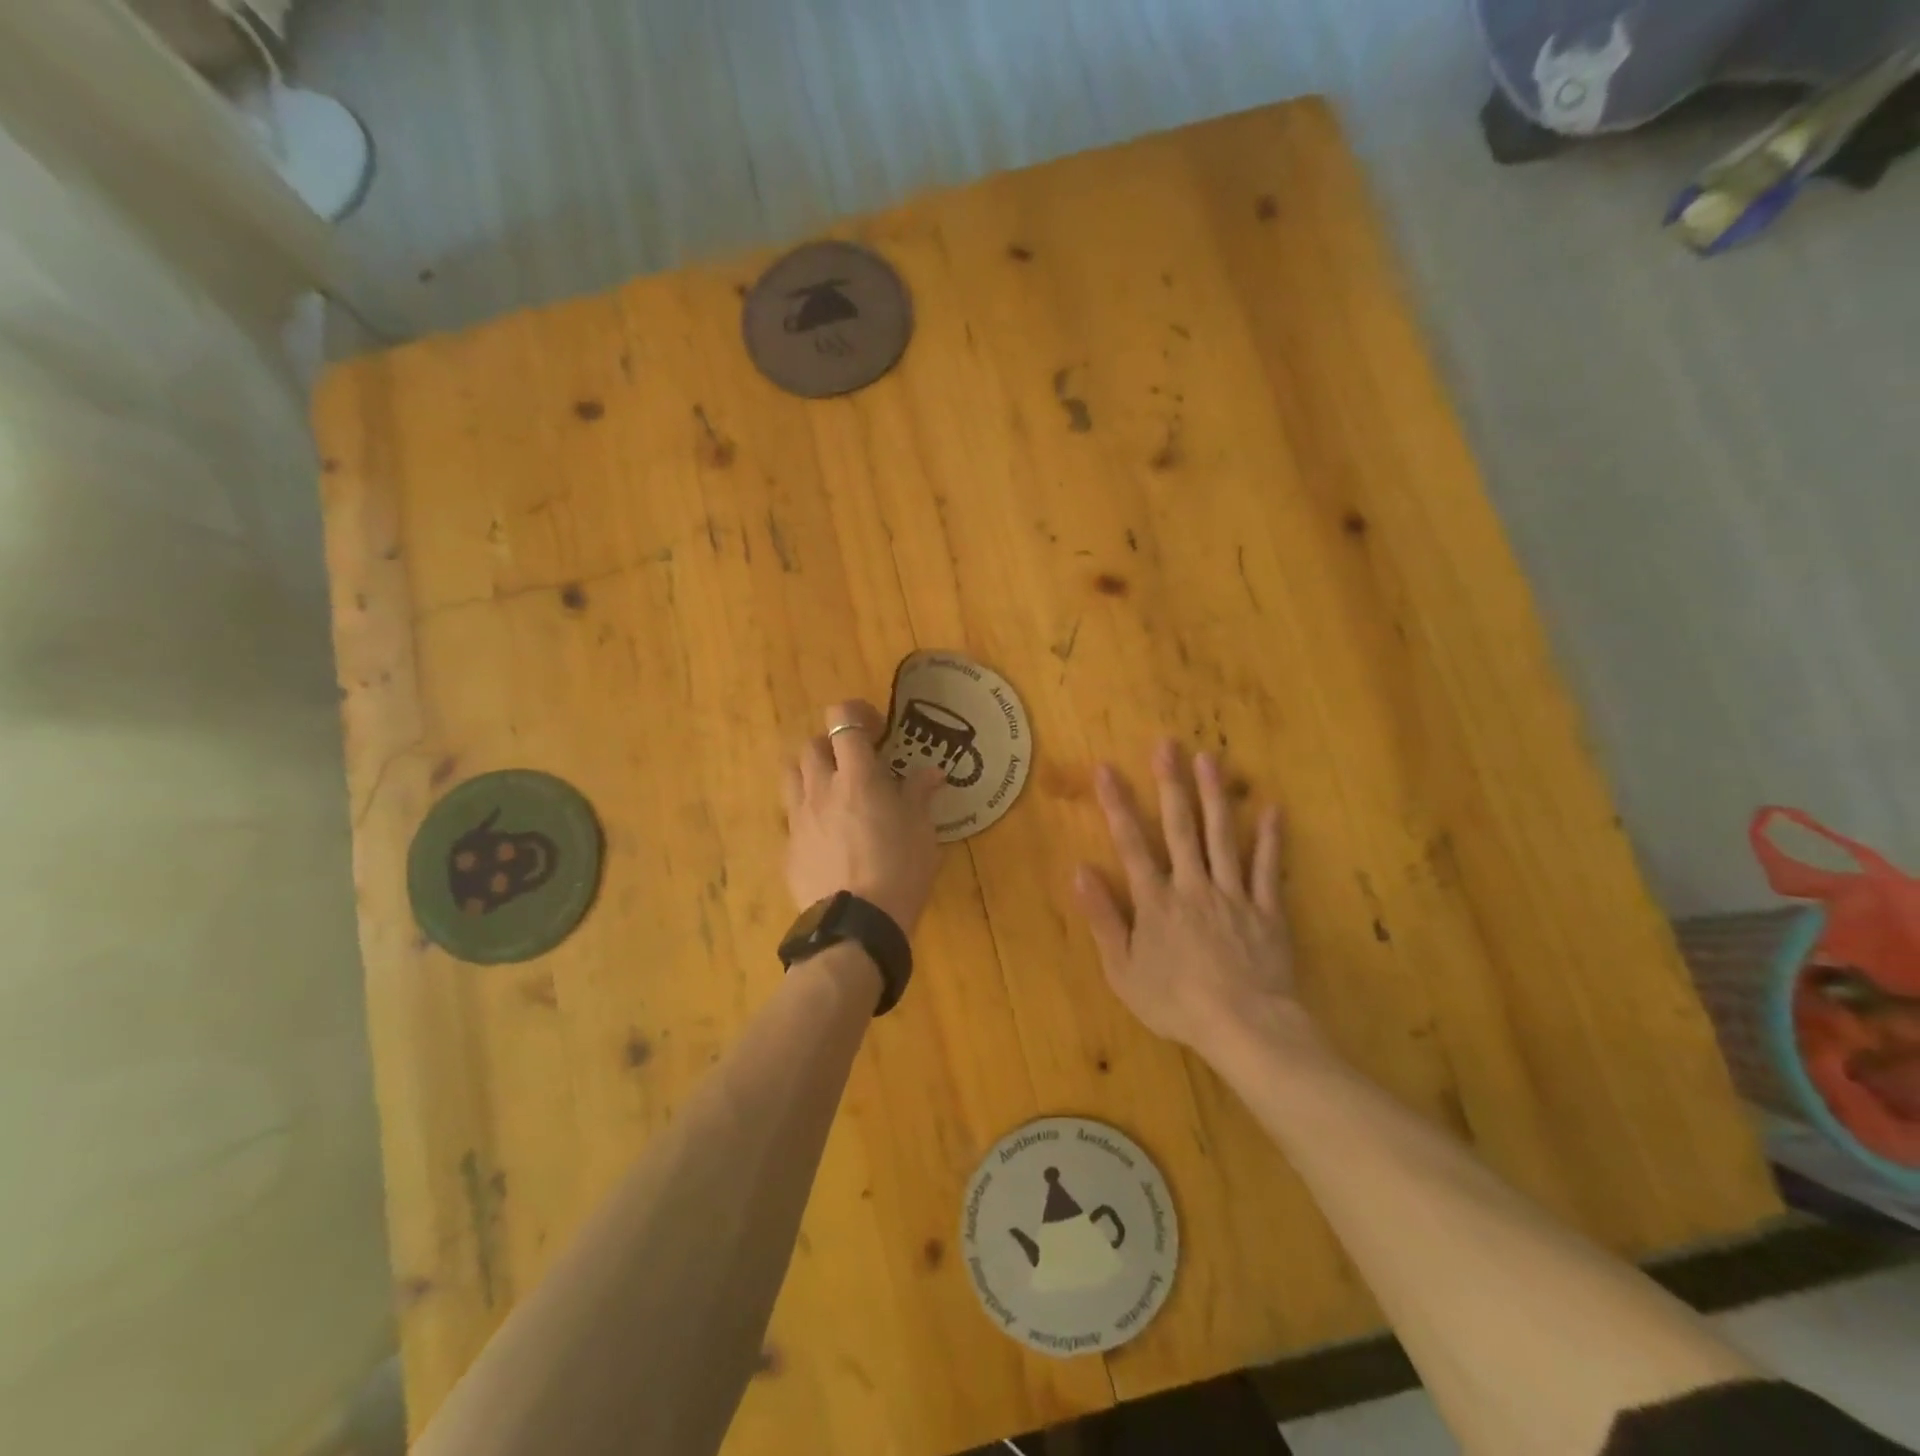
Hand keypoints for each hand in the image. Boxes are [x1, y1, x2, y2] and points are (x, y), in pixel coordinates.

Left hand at [782, 700, 944, 932]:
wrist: (857, 925)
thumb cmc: (900, 871)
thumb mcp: (922, 831)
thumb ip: (920, 795)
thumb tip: (931, 773)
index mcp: (857, 777)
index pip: (842, 720)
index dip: (856, 714)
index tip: (876, 729)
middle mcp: (821, 789)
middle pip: (811, 745)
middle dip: (833, 745)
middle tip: (856, 763)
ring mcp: (799, 819)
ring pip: (792, 774)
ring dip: (811, 772)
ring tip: (833, 790)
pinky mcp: (788, 848)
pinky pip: (792, 816)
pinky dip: (808, 812)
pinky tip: (827, 835)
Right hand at [1073, 740, 1314, 1061]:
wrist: (1244, 1028)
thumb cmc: (1176, 1003)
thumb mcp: (1123, 970)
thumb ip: (1103, 918)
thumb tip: (1080, 870)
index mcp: (1156, 901)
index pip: (1131, 843)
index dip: (1117, 804)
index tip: (1106, 769)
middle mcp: (1192, 886)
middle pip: (1180, 827)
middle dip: (1170, 784)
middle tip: (1167, 745)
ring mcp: (1233, 894)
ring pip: (1223, 836)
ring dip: (1215, 795)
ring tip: (1209, 759)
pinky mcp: (1267, 910)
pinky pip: (1270, 869)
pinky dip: (1271, 839)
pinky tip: (1272, 809)